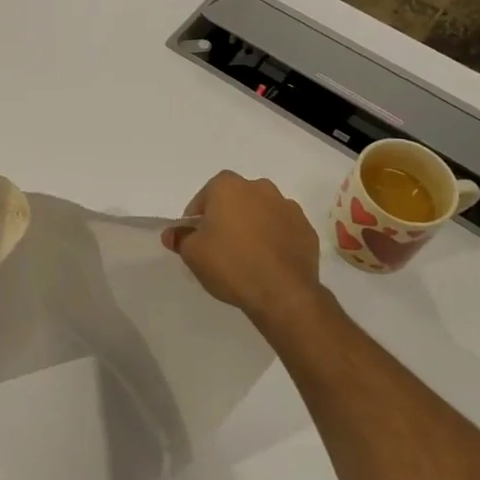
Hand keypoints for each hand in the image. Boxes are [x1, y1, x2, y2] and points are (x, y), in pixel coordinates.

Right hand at [163, 171, 322, 322]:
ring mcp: (288, 207)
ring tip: (247, 257)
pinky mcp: (307, 229)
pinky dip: (275, 240)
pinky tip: (269, 263)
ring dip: (253, 227)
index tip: (196, 238)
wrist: (283, 292)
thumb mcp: (193, 253)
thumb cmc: (230, 264)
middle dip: (227, 218)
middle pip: (235, 200)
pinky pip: (283, 230)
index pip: (205, 196)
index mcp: (229, 186)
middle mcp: (260, 188)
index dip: (197, 218)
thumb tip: (172, 233)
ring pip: (262, 213)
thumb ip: (180, 238)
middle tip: (220, 247)